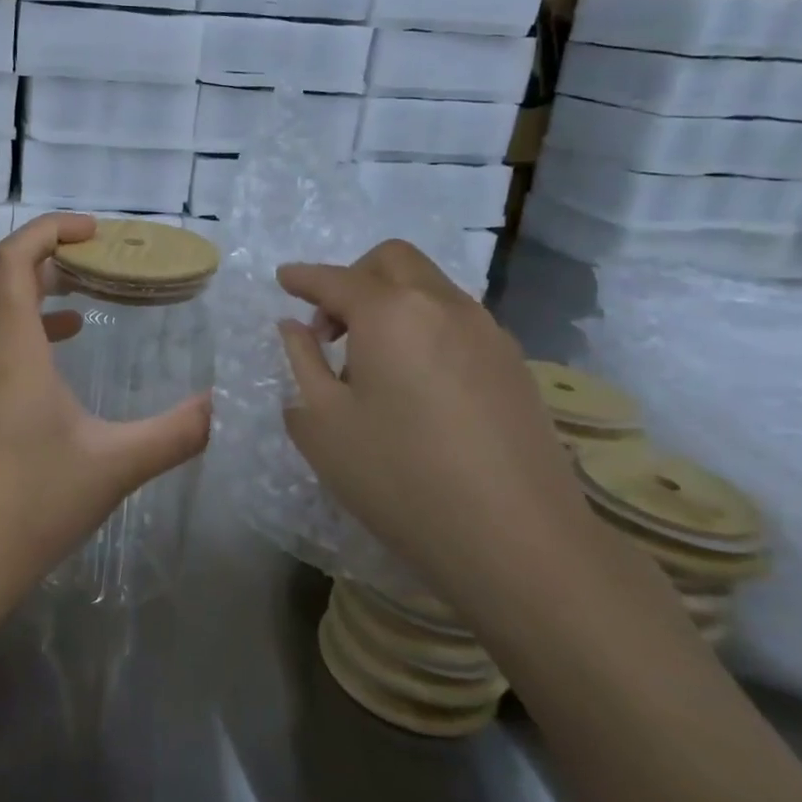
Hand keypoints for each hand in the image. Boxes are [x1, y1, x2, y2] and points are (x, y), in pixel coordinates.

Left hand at [0, 213, 210, 601]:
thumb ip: (176, 433)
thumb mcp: (114, 466)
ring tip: (86, 304)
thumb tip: (223, 407)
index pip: (13, 259)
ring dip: (35, 298)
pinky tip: (58, 367)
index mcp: (11, 350)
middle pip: (1, 280)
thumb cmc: (32, 503)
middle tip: (98, 262)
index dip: (49, 231)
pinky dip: (25, 338)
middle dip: (48, 258)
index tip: (93, 231)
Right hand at [276, 240, 596, 616]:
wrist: (518, 541)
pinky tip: (415, 383)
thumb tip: (294, 328)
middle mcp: (442, 306)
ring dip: (391, 302)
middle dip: (353, 277)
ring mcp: (486, 332)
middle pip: (393, 261)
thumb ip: (302, 363)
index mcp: (390, 314)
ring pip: (429, 287)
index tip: (283, 279)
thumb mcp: (324, 425)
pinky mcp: (514, 363)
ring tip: (371, 362)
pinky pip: (456, 321)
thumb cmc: (400, 478)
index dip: (303, 277)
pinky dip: (423, 327)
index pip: (336, 279)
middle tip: (330, 327)